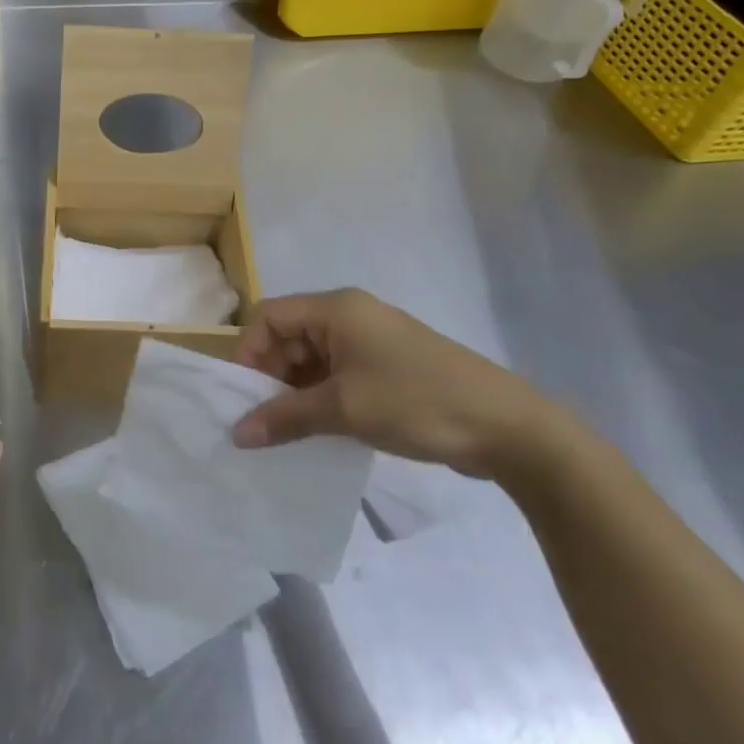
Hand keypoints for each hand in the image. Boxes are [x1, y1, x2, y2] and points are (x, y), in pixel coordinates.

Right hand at [230, 289, 567, 478]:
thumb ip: (285, 417)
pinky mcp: (388, 366)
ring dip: (297, 391)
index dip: (249, 353)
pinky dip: (323, 398)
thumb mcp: (344, 409)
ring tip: (291, 432)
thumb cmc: (416, 402)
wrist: (506, 426)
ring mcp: (372, 341)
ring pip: (313, 358)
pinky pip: (338, 374)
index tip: (246, 398)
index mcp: (336, 309)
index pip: (269, 317)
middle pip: (289, 336)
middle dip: (272, 376)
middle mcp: (350, 316)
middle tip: (267, 422)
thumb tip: (237, 433)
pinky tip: (321, 431)